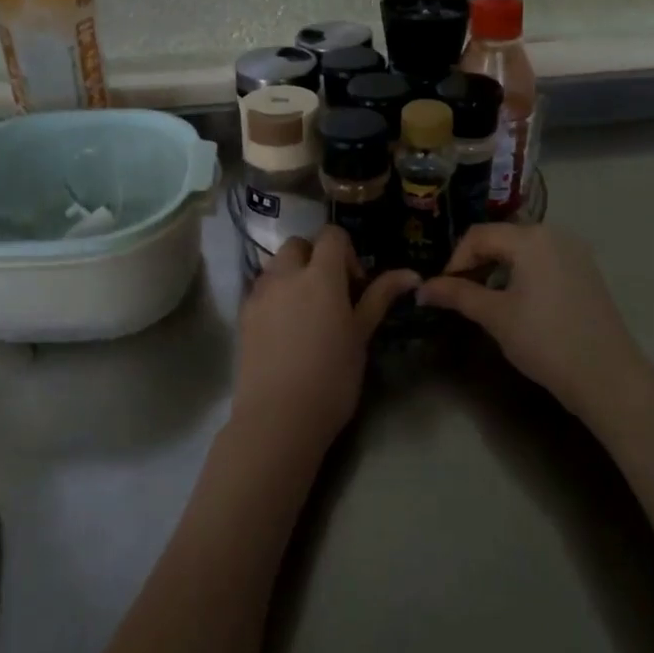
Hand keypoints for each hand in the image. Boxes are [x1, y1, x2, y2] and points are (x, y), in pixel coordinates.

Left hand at [232, 227, 418, 454]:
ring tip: (307, 312)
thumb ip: (379, 297)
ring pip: (276, 266)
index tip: (355, 285)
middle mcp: (285, 275)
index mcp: (320, 275)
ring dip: (293, 275)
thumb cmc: (332, 376)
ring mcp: (259, 294)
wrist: (278, 417)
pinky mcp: (243, 315)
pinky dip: (276, 295)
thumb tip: (411, 274)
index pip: (331, 235)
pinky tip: (287, 330)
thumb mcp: (361, 335)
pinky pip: (261, 290)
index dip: (346, 252)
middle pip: (298, 245)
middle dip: (315, 258)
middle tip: (331, 295)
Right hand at [416, 223, 653, 429]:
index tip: (442, 290)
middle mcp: (555, 234)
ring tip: (484, 300)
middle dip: (475, 263)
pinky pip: (543, 261)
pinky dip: (522, 274)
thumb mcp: (495, 316)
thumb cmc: (545, 340)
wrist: (607, 376)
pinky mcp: (586, 272)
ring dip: (497, 269)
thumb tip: (421, 289)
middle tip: (459, 295)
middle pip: (501, 238)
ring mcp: (575, 252)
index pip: (478, 235)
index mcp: (530, 238)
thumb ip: (457, 295)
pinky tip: (517, 303)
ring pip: (522, 250)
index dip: (454, 260)